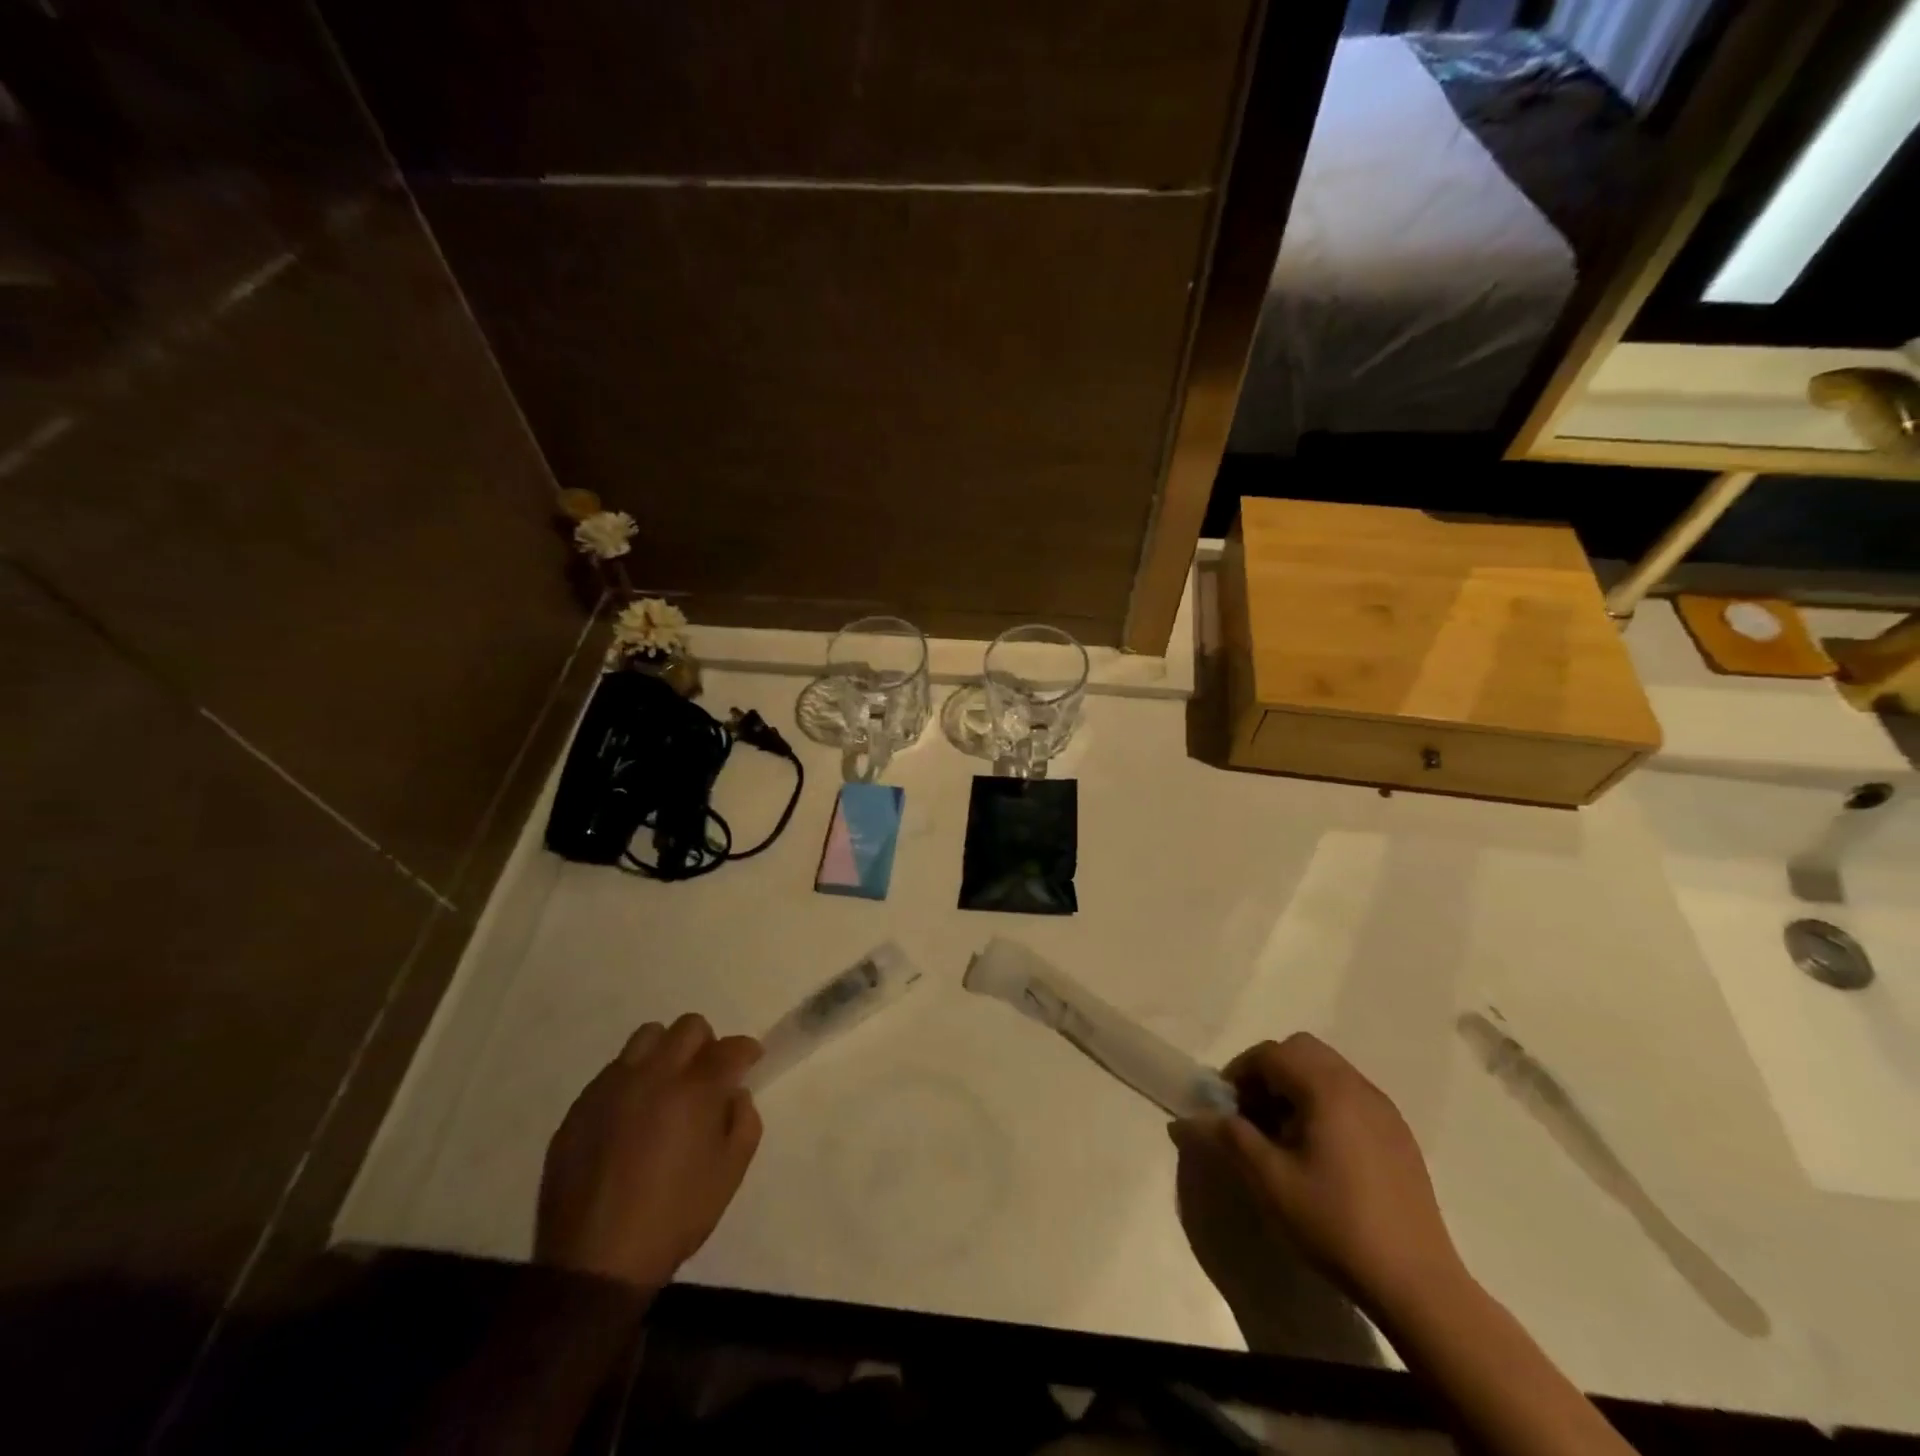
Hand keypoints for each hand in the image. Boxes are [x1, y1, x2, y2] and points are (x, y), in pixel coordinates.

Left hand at [535, 1014, 762, 1294]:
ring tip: (666, 1088)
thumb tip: (734, 1094)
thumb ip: (744, 1121)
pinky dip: (631, 1080)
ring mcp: (611, 1087)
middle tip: (707, 1077)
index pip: (731, 1047)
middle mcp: (653, 1075)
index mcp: (695, 1090)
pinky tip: (631, 1117)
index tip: (750, 1063)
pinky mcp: (580, 1107)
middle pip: (688, 1027)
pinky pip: (612, 1072)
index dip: (746, 1052)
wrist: (594, 1264)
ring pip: (646, 1037)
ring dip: (666, 1053)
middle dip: (707, 1044)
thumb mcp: (730, 1174)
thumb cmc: (674, 1218)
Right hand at [1174, 1033, 1463, 1315]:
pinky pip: (1350, 1095)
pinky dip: (1323, 1103)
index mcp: (1327, 1089)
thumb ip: (1230, 1138)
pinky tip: (1320, 1153)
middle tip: (1253, 1114)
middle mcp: (1357, 1086)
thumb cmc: (1336, 1224)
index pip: (1271, 1054)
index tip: (1226, 1108)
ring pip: (1327, 1070)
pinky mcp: (1398, 1135)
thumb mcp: (1271, 1182)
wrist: (1418, 1284)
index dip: (1240, 1073)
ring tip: (1284, 1136)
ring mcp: (1383, 1109)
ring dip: (1296, 1086)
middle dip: (1269, 1072)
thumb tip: (1191, 1118)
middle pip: (1301, 1050)